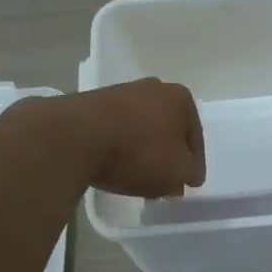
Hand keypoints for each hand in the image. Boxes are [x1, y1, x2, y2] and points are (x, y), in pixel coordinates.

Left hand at [60, 79, 205, 198]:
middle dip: (168, 153)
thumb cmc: (138, 152)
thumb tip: (188, 172)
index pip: (195, 137)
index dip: (194, 164)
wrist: (76, 137)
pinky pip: (117, 129)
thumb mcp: (176, 172)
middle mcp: (154, 88)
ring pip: (142, 128)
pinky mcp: (94, 103)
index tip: (190, 184)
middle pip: (168, 128)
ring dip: (143, 149)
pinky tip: (114, 164)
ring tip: (138, 176)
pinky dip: (120, 146)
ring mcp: (122, 92)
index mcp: (180, 98)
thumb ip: (189, 172)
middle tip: (166, 181)